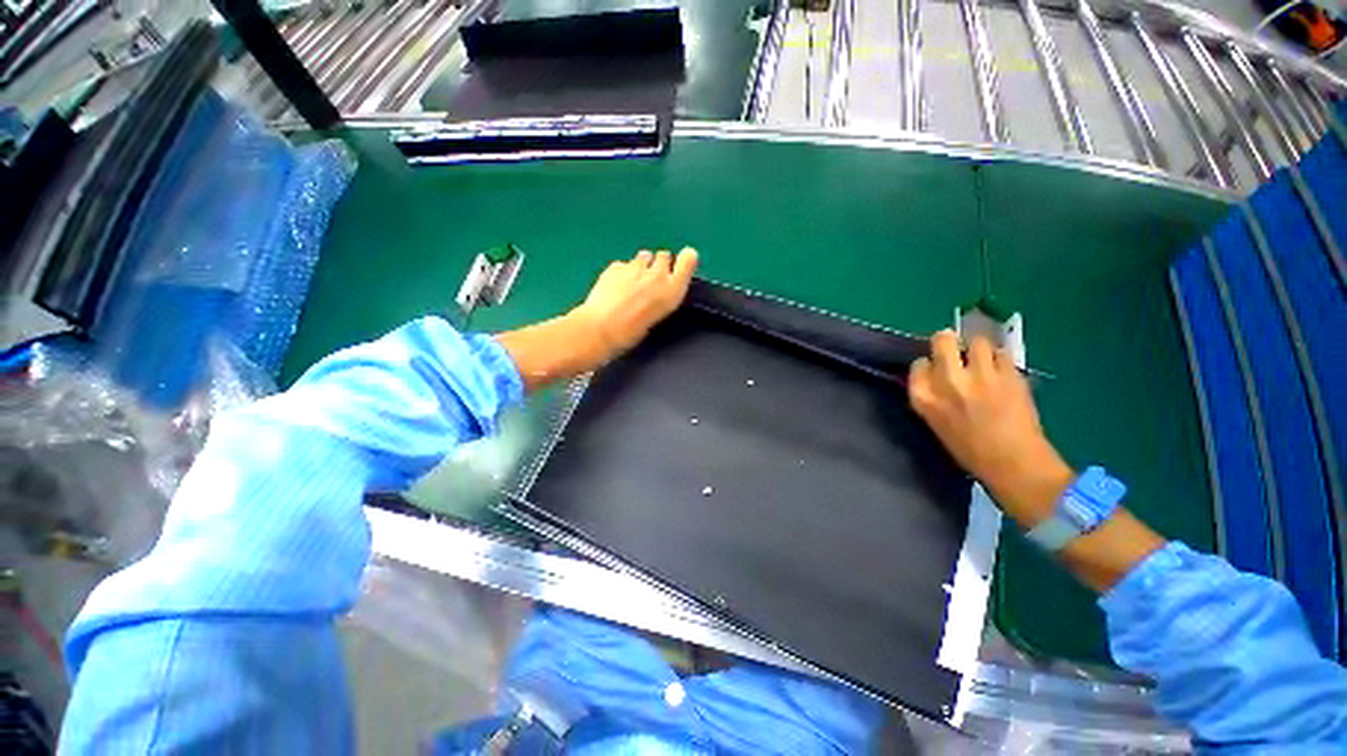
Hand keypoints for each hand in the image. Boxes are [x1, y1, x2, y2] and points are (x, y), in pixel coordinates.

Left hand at [571, 248, 698, 360]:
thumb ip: (664, 295)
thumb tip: (659, 288)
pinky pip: (624, 264)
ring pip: (644, 256)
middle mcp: (657, 274)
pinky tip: (614, 287)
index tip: (679, 266)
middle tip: (650, 282)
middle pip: (664, 255)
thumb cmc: (633, 333)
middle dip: (659, 265)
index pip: (688, 259)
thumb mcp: (659, 315)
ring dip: (641, 266)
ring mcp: (635, 267)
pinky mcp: (615, 266)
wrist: (601, 329)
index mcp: (672, 290)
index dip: (685, 260)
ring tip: (632, 283)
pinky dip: (622, 272)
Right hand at [908, 331, 1071, 525]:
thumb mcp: (936, 423)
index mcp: (924, 397)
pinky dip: (1002, 359)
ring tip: (985, 362)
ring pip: (977, 342)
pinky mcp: (1009, 374)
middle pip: (943, 340)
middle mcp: (948, 380)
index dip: (929, 364)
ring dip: (980, 350)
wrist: (1014, 464)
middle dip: (949, 341)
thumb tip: (936, 376)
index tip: (937, 371)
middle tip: (958, 352)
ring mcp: (980, 375)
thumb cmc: (970, 450)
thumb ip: (932, 396)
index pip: (918, 364)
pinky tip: (1003, 373)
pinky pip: (1003, 353)